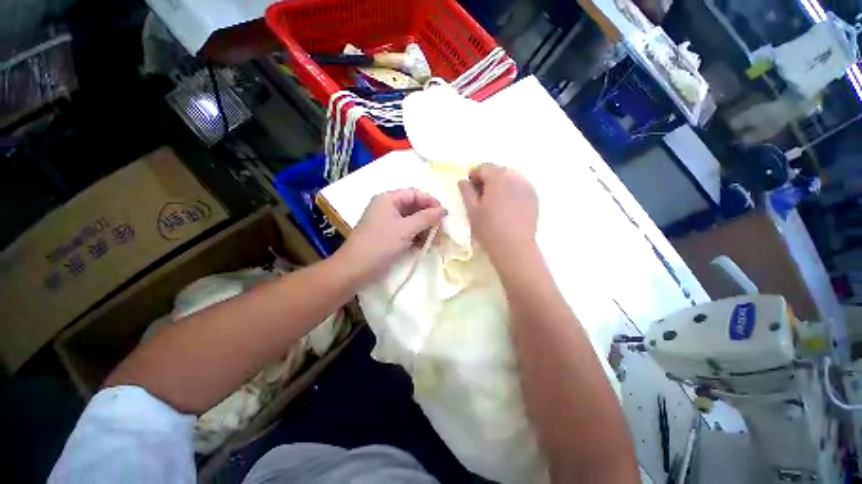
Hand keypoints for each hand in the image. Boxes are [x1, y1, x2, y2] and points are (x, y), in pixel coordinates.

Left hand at [336, 189, 445, 287]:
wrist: (354, 269)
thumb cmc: (379, 245)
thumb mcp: (405, 229)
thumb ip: (426, 218)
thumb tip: (443, 210)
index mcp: (388, 199)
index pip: (415, 194)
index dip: (431, 202)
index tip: (445, 216)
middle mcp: (387, 208)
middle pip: (414, 207)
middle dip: (429, 218)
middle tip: (443, 231)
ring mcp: (386, 223)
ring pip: (411, 221)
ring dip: (425, 229)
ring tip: (436, 242)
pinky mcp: (386, 238)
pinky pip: (406, 232)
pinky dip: (416, 237)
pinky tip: (425, 246)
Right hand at [458, 164, 537, 260]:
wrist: (515, 247)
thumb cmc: (489, 228)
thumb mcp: (472, 210)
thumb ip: (466, 191)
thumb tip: (463, 181)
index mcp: (497, 176)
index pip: (482, 168)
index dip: (473, 176)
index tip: (469, 188)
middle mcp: (514, 176)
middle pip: (498, 171)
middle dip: (488, 179)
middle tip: (482, 196)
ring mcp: (526, 186)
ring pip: (510, 178)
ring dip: (501, 184)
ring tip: (495, 202)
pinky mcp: (534, 197)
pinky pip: (520, 187)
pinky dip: (512, 191)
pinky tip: (508, 207)